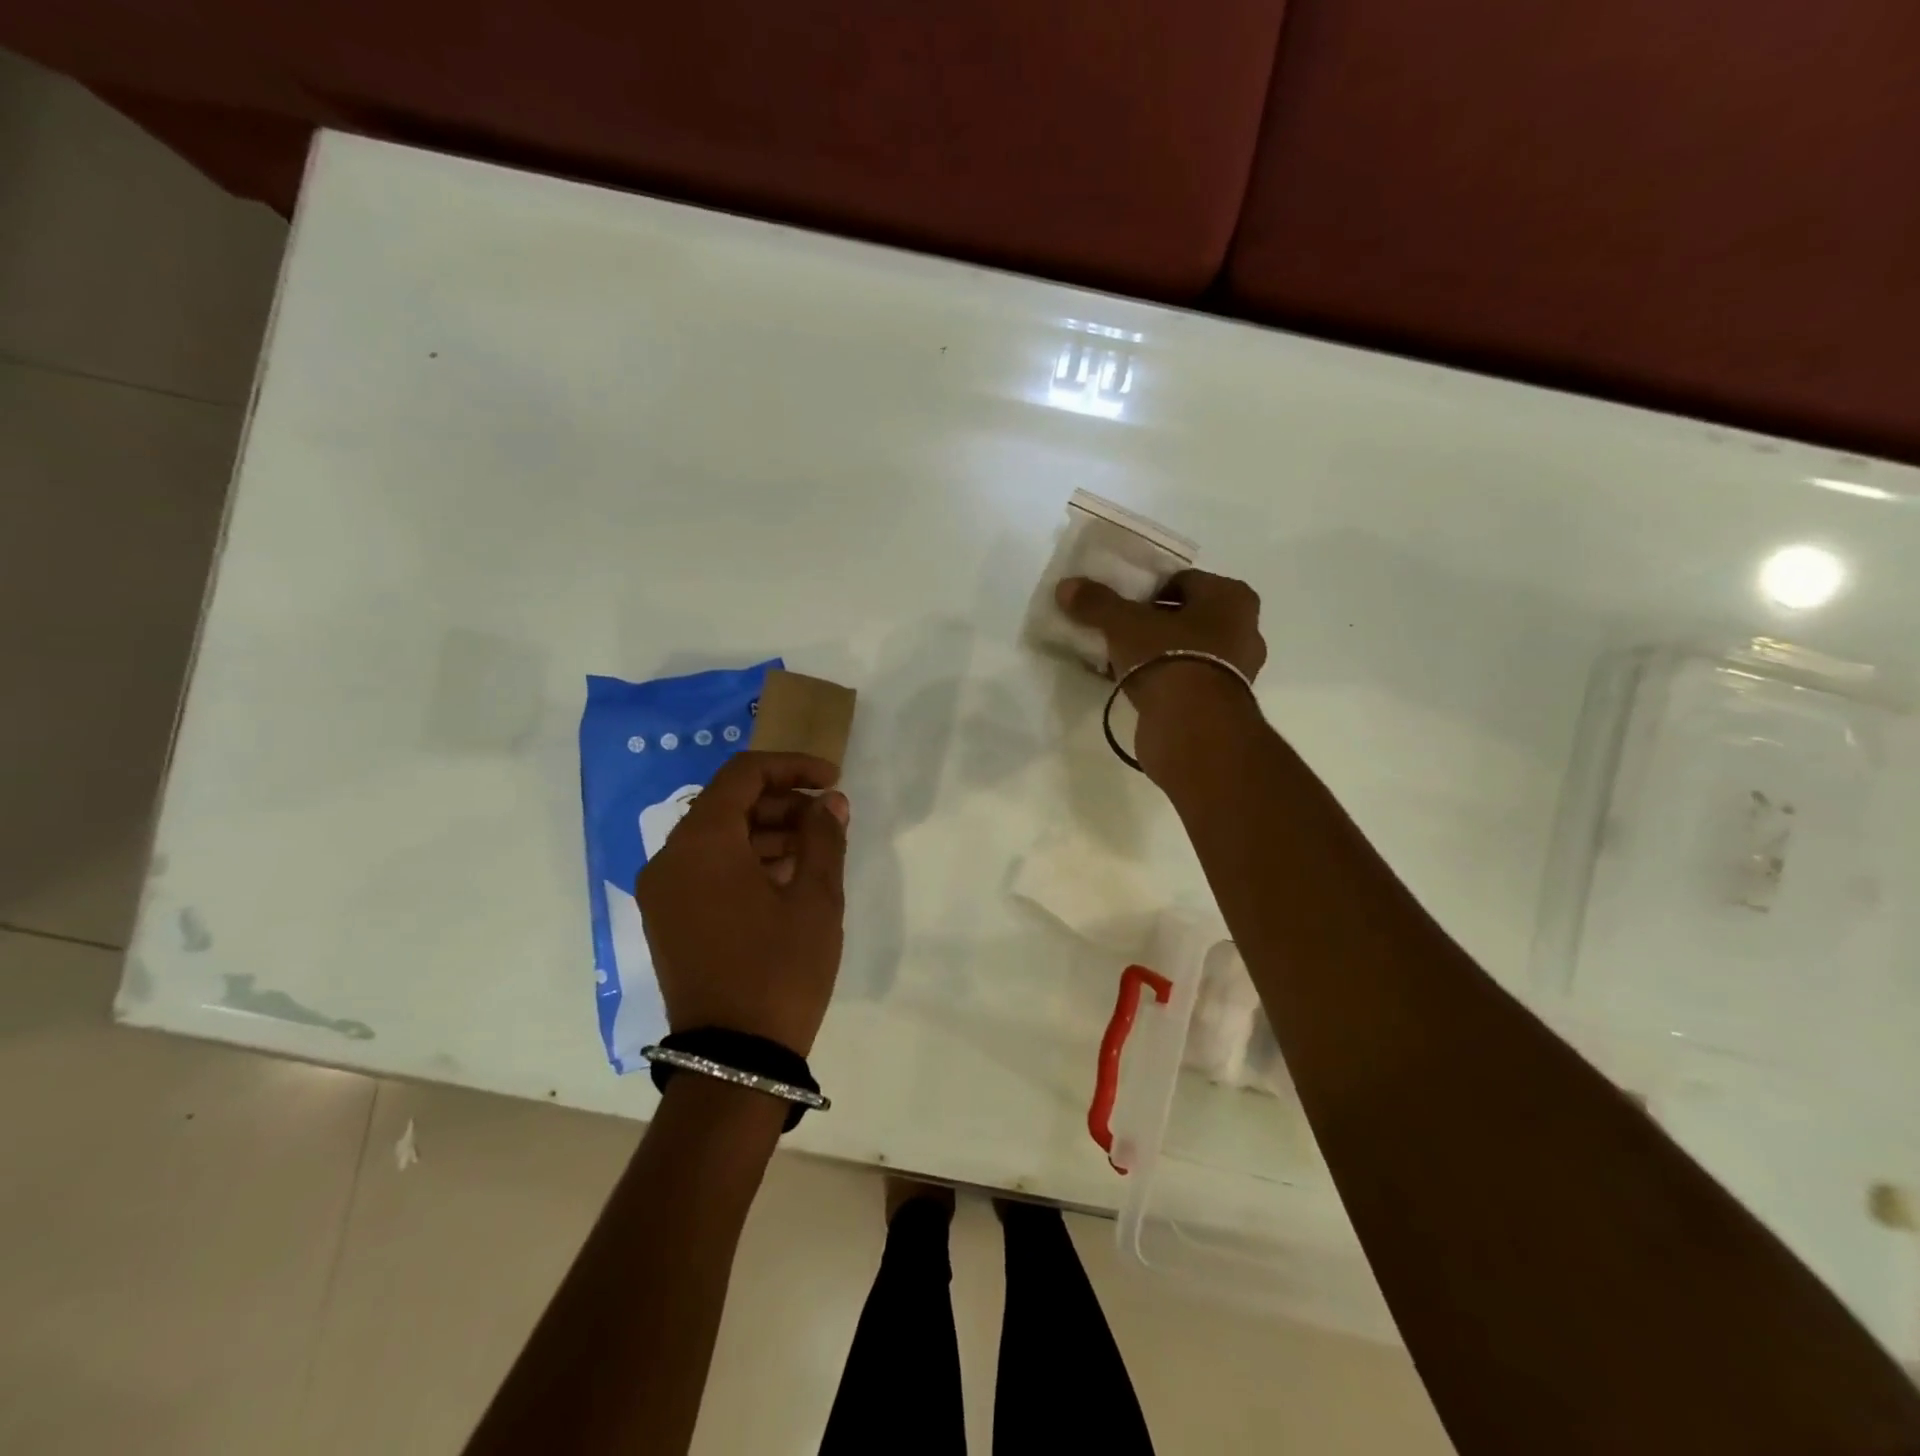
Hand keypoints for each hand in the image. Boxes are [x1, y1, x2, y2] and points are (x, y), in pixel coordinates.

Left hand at [636, 752, 849, 1056]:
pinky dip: (745, 861)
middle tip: (828, 819)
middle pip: (727, 804)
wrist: (735, 1058)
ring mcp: (663, 892)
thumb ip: (824, 836)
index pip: (744, 775)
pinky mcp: (668, 919)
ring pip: (717, 837)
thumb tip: (829, 802)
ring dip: (766, 833)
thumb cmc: (781, 969)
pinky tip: (786, 880)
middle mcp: (670, 858)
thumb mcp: (816, 898)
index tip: (832, 780)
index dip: (792, 767)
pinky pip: (706, 869)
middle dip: (782, 803)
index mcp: (702, 843)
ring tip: (815, 851)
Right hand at [1056, 568, 1265, 691]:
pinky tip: (1135, 688)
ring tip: (1123, 661)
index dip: (1149, 590)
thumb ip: (1097, 603)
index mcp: (1232, 598)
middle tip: (1120, 632)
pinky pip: (1187, 682)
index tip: (1122, 606)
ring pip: (1189, 651)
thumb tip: (1066, 586)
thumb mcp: (1124, 624)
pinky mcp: (1222, 706)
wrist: (1192, 727)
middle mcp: (1245, 630)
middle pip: (1188, 618)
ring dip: (1160, 655)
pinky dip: (1165, 682)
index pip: (1184, 581)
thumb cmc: (1168, 657)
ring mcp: (1238, 672)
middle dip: (1155, 624)